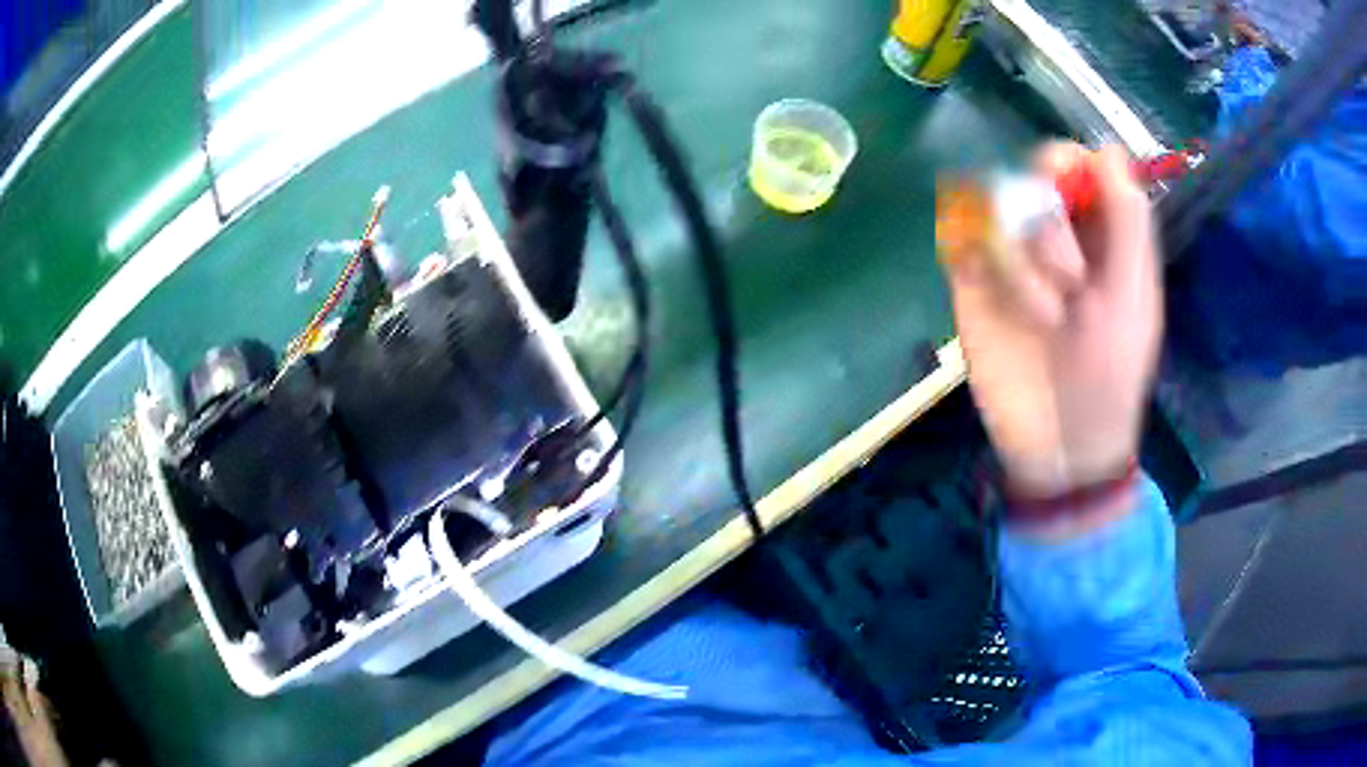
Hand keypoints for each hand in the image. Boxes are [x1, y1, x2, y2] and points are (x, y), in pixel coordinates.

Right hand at [944, 143, 1160, 498]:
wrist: (1060, 444)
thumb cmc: (1110, 376)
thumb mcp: (1133, 300)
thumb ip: (1128, 224)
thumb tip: (1108, 150)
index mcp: (1097, 233)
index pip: (1074, 165)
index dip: (1068, 166)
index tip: (1072, 198)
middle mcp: (1052, 235)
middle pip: (1027, 175)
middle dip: (1049, 224)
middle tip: (1070, 281)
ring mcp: (1010, 256)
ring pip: (991, 205)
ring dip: (1021, 256)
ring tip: (1045, 315)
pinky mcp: (973, 282)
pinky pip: (961, 237)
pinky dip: (983, 256)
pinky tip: (1004, 300)